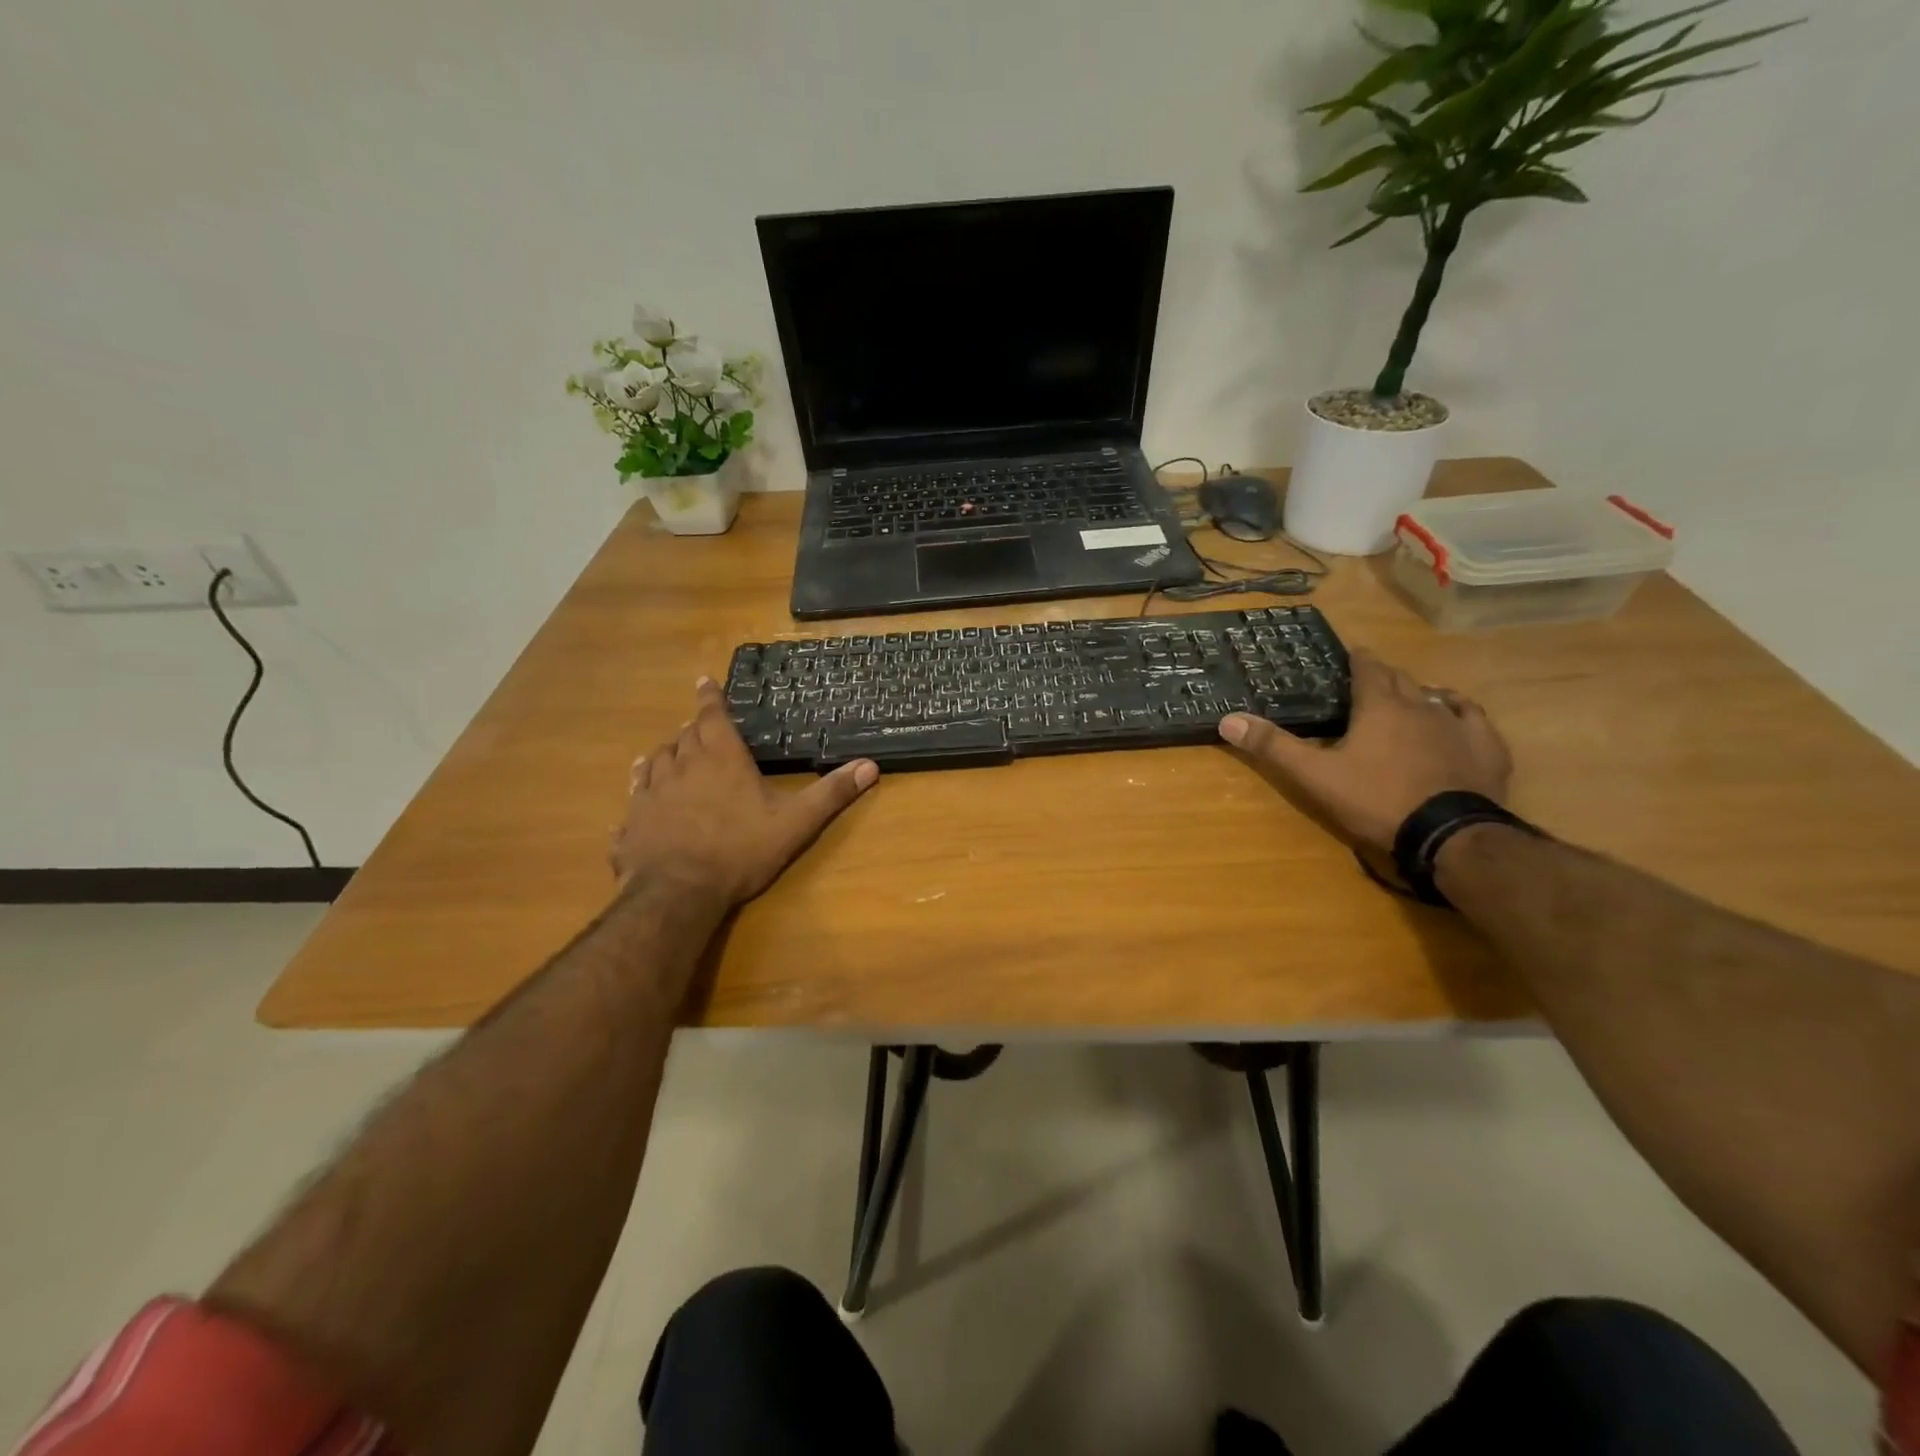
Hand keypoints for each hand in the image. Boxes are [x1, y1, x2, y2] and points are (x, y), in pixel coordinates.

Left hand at [611, 679, 879, 905]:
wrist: (677, 891)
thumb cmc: (740, 850)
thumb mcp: (795, 822)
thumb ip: (830, 793)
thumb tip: (870, 766)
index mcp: (721, 758)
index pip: (712, 716)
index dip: (710, 697)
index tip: (704, 680)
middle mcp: (682, 765)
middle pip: (684, 736)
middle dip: (693, 727)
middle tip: (698, 725)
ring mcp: (652, 792)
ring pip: (656, 759)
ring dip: (666, 751)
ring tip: (669, 750)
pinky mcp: (633, 819)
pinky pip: (635, 794)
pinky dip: (641, 785)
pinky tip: (641, 792)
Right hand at [1218, 649, 1511, 853]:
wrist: (1448, 834)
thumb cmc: (1376, 799)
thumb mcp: (1314, 775)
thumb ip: (1273, 746)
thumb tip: (1228, 719)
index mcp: (1379, 706)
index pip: (1368, 668)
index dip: (1357, 659)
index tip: (1350, 653)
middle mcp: (1420, 705)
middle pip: (1400, 679)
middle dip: (1384, 675)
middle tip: (1368, 680)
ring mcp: (1457, 725)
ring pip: (1435, 696)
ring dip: (1418, 692)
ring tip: (1407, 697)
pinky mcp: (1486, 748)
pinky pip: (1473, 717)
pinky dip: (1459, 710)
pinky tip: (1456, 714)